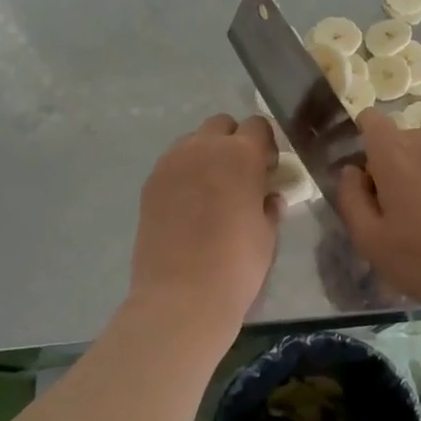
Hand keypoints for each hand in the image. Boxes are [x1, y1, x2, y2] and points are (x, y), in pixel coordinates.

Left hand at [127, 114, 280, 343]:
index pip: (258, 125)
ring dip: (206, 154)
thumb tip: (268, 196)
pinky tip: (189, 204)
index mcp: (241, 154)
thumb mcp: (268, 233)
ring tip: (211, 190)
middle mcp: (204, 147)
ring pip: (193, 141)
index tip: (267, 169)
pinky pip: (173, 164)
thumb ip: (269, 204)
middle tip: (240, 175)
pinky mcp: (150, 183)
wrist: (182, 296)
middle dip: (233, 142)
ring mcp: (172, 163)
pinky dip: (184, 173)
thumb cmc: (238, 264)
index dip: (265, 144)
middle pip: (222, 124)